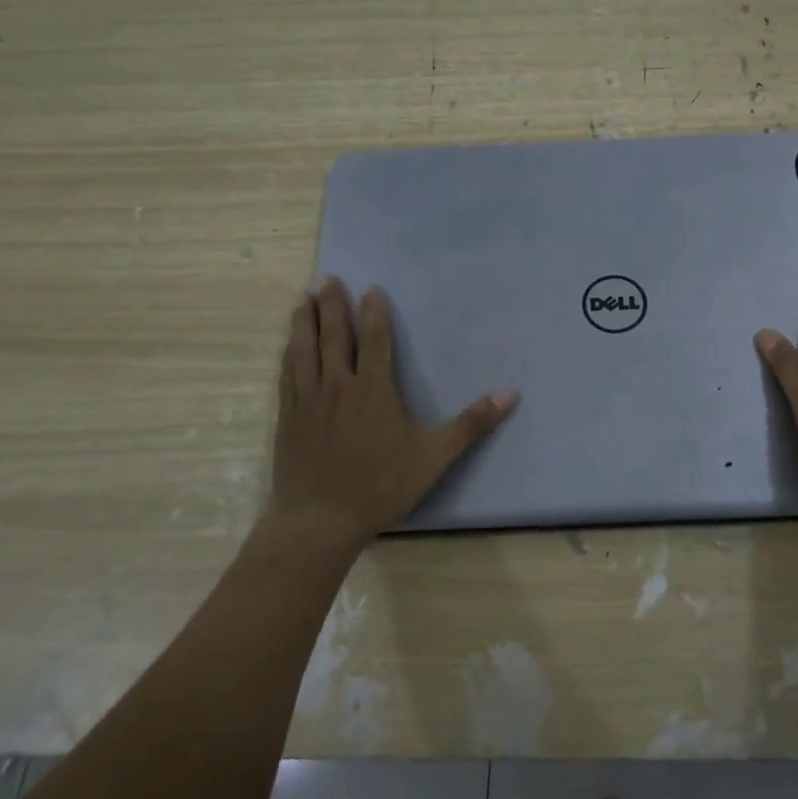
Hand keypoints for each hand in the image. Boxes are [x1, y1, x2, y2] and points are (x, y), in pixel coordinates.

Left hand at [266, 279, 518, 551]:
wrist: (319, 520)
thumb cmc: (380, 486)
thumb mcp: (433, 457)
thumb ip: (470, 424)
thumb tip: (510, 394)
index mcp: (373, 390)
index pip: (374, 340)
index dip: (373, 312)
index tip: (370, 288)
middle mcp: (338, 385)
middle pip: (334, 335)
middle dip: (333, 305)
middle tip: (329, 278)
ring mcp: (308, 400)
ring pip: (304, 349)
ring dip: (305, 320)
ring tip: (304, 297)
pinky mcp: (288, 417)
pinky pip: (287, 374)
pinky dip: (289, 353)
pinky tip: (289, 346)